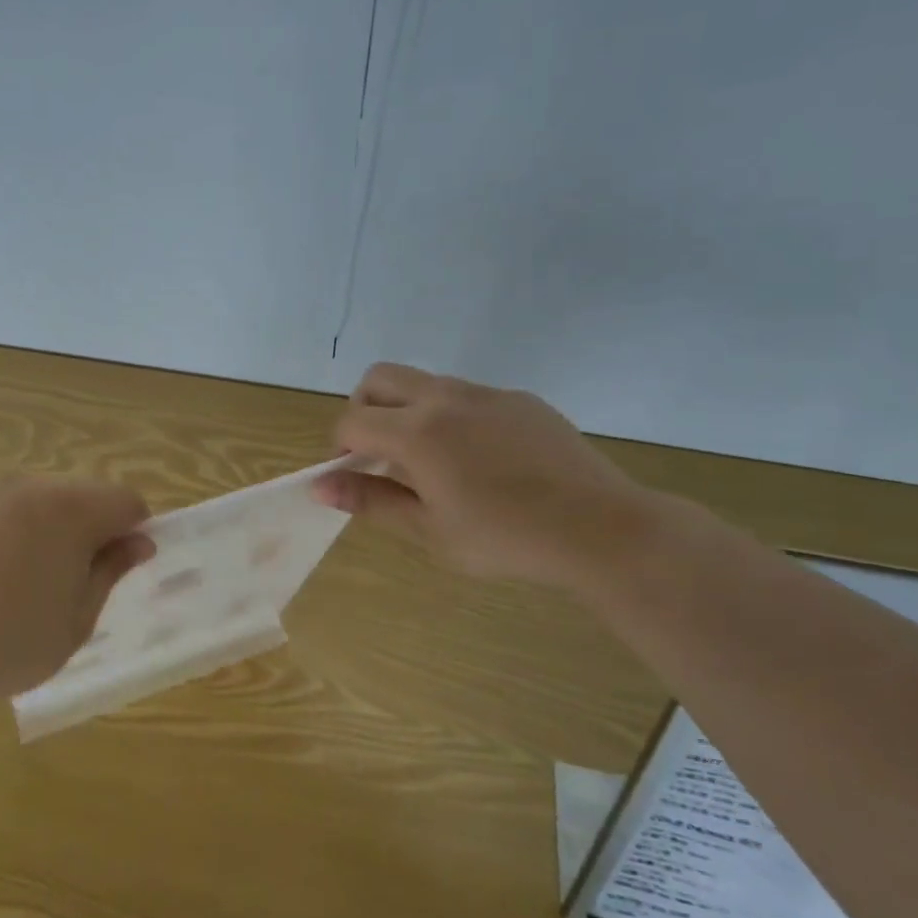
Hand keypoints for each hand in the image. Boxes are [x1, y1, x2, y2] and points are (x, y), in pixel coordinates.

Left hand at [0, 478, 153, 715]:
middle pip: (73, 498)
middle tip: (59, 586)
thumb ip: (109, 573)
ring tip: (3, 587)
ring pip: (23, 504)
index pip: (123, 501)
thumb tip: (137, 543)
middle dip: (80, 531)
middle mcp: (24, 487)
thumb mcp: (75, 623)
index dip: (131, 530)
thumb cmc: (4, 649)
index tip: (118, 567)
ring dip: (31, 531)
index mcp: (68, 511)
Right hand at [314, 363, 665, 590]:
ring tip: (431, 462)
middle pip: (379, 378)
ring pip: (424, 383)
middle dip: (364, 409)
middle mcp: (444, 399)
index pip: (352, 421)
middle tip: (377, 454)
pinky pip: (468, 396)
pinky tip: (481, 461)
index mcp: (416, 433)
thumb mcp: (428, 530)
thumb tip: (319, 485)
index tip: (354, 477)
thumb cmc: (503, 539)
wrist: (598, 527)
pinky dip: (451, 416)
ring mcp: (486, 394)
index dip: (340, 448)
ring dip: (407, 411)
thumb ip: (371, 500)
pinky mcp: (520, 400)